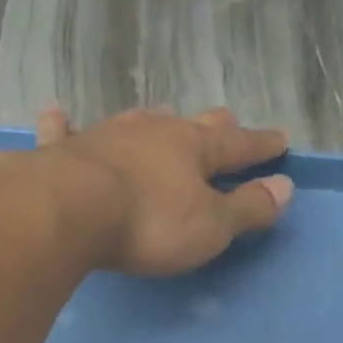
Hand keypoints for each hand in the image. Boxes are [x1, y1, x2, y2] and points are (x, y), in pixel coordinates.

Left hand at [32, 104, 293, 276]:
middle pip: (191, 124)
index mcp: (193, 149)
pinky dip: (64, 125)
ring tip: (160, 118)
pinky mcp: (63, 152)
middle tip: (225, 121)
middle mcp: (153, 132)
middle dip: (213, 126)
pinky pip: (65, 132)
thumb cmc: (149, 224)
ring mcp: (106, 136)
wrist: (71, 211)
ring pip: (137, 122)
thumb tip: (285, 188)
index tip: (280, 141)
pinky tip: (58, 115)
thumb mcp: (210, 227)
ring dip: (153, 122)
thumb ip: (247, 208)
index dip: (260, 146)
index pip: (238, 145)